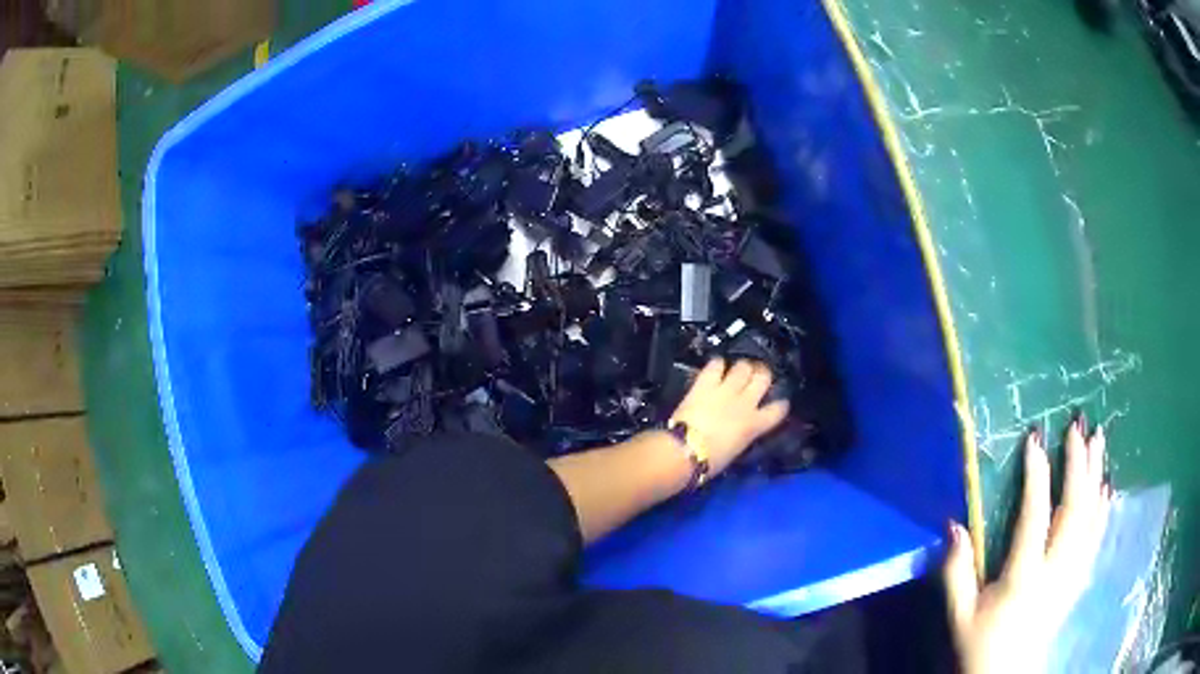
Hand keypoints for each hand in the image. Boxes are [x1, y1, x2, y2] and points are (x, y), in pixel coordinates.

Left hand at [669, 358, 789, 474]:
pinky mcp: (705, 384)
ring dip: (742, 368)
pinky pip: (716, 364)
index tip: (779, 403)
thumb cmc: (710, 461)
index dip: (781, 405)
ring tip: (737, 371)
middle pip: (763, 377)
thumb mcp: (736, 450)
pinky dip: (717, 364)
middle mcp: (745, 402)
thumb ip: (744, 434)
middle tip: (756, 377)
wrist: (686, 451)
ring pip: (743, 366)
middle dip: (762, 375)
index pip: (778, 409)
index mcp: (755, 425)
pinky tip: (715, 367)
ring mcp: (726, 390)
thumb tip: (741, 429)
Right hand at [943, 418, 1111, 673]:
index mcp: (1023, 576)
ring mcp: (1072, 573)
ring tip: (1098, 439)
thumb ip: (957, 572)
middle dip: (1077, 463)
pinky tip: (1107, 485)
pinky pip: (1097, 536)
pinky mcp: (1079, 578)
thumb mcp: (960, 615)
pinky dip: (1104, 507)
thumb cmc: (981, 644)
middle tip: (1077, 426)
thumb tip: (954, 524)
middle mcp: (1055, 569)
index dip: (1037, 476)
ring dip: (1095, 475)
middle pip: (1074, 509)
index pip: (1035, 517)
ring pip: (1091, 516)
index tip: (1036, 439)